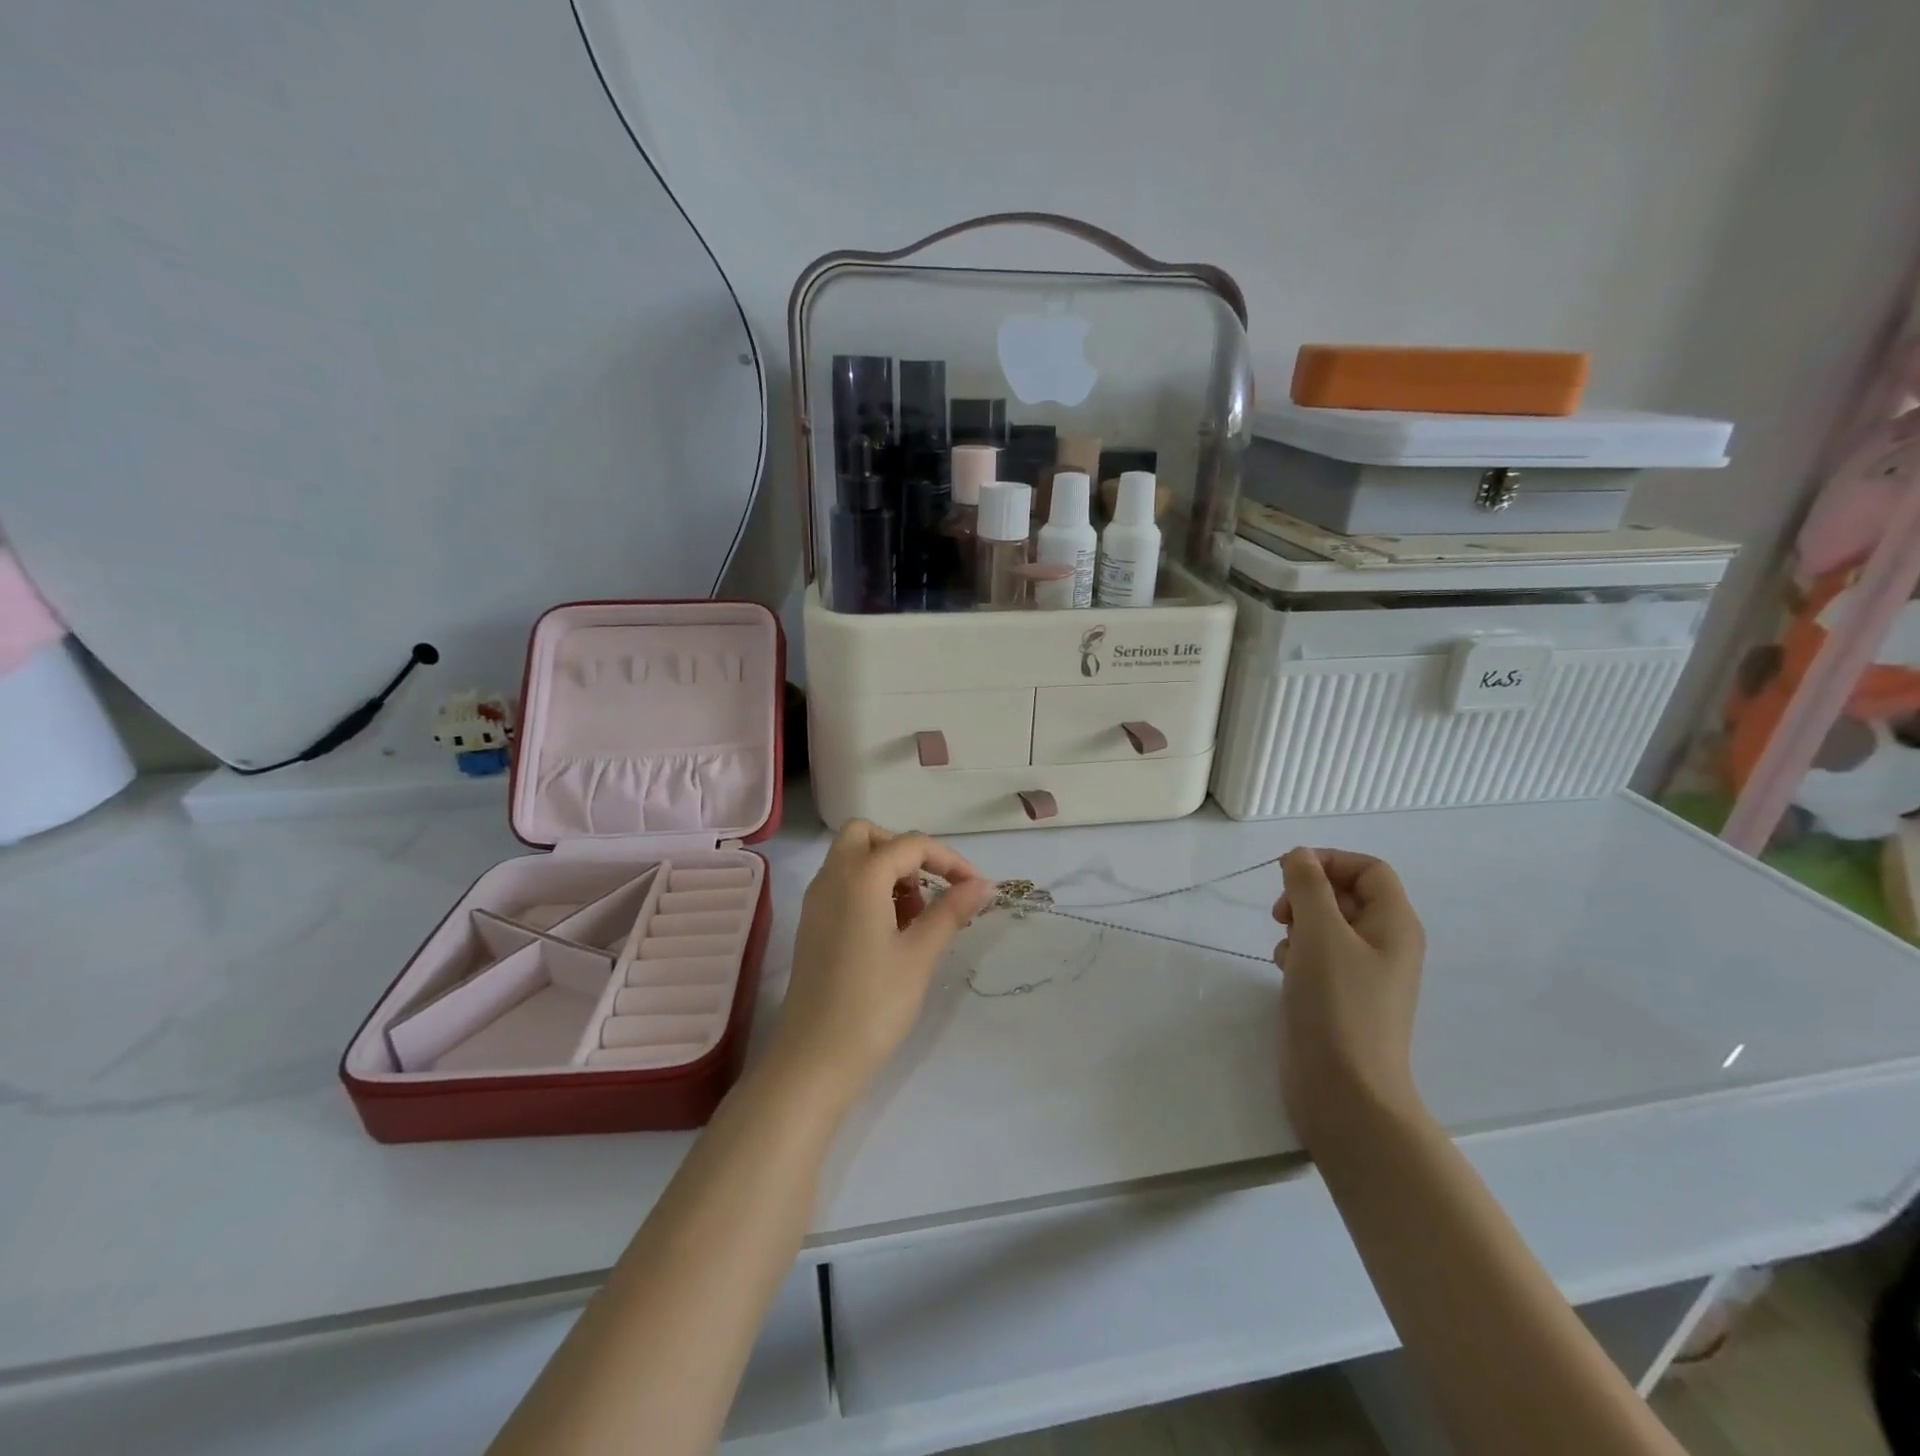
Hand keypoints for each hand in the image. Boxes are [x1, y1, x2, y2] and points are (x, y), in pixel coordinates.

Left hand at [770, 820, 996, 1104]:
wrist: (814, 1059)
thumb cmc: (873, 1004)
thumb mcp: (921, 954)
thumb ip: (952, 910)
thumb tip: (983, 884)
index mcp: (860, 876)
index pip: (911, 844)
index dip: (950, 860)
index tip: (977, 889)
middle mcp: (832, 877)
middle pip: (868, 836)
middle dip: (906, 852)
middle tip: (931, 889)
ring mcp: (817, 901)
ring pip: (853, 859)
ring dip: (888, 871)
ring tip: (918, 918)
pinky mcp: (812, 925)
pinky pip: (843, 885)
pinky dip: (870, 890)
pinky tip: (892, 932)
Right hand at [1273, 848, 1427, 1150]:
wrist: (1344, 1090)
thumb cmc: (1337, 1004)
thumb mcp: (1320, 933)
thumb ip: (1307, 886)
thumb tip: (1300, 856)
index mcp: (1394, 925)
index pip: (1368, 869)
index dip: (1329, 861)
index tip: (1288, 873)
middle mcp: (1386, 944)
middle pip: (1346, 894)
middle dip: (1307, 894)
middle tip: (1280, 914)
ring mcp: (1364, 974)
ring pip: (1328, 925)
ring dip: (1299, 924)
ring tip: (1284, 947)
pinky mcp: (1341, 997)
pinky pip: (1319, 956)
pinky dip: (1298, 953)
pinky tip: (1283, 970)